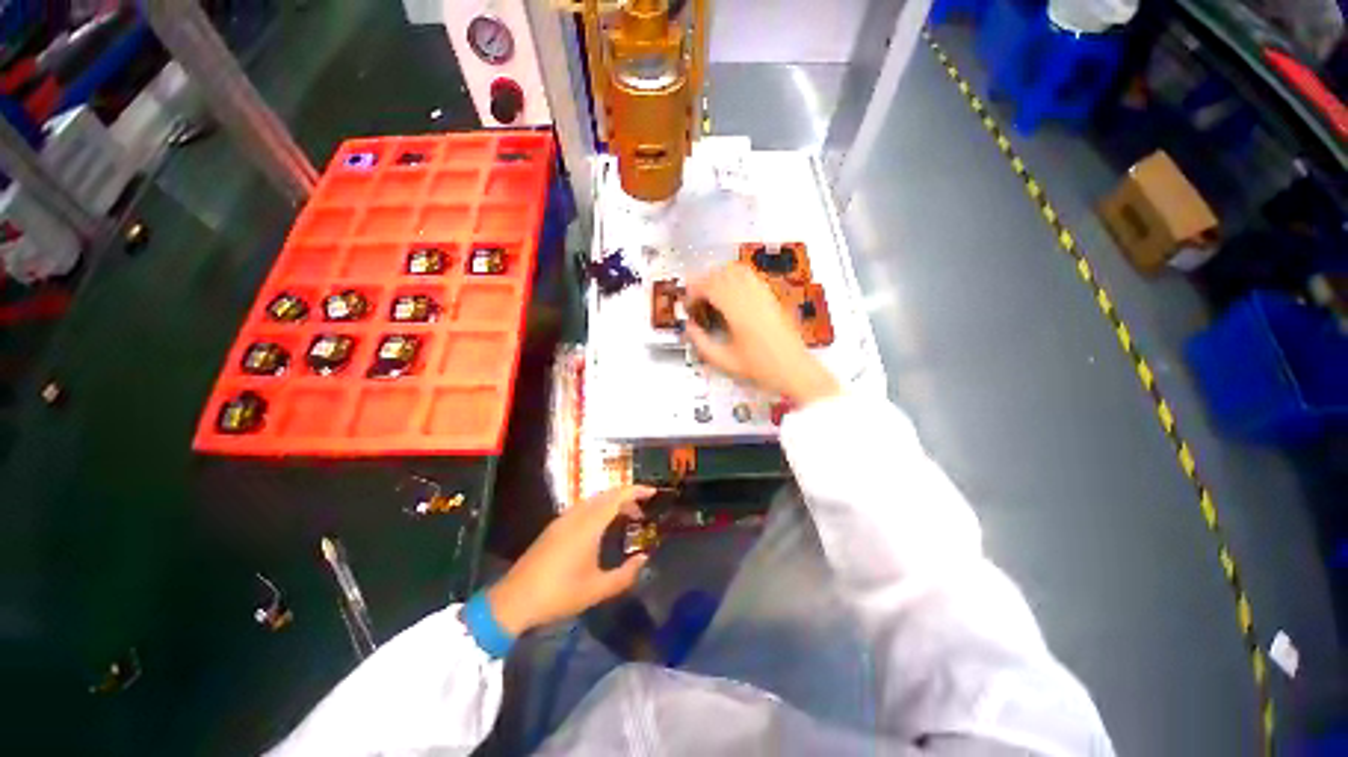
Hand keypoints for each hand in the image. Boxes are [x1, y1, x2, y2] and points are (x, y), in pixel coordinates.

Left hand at [487, 486, 655, 635]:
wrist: (514, 600)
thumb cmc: (559, 594)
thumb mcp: (597, 589)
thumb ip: (625, 575)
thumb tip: (644, 559)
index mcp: (589, 525)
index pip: (617, 497)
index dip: (636, 491)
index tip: (653, 492)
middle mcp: (577, 515)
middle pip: (606, 495)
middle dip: (627, 497)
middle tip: (641, 513)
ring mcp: (563, 519)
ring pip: (594, 500)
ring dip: (612, 503)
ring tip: (625, 519)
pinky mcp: (554, 527)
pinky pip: (583, 507)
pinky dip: (599, 509)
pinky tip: (601, 528)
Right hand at [684, 263, 839, 405]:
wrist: (794, 370)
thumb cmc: (763, 368)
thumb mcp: (725, 361)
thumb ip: (702, 344)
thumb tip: (690, 329)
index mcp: (738, 312)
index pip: (710, 286)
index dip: (693, 290)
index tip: (688, 300)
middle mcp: (752, 298)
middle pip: (722, 273)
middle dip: (704, 280)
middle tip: (695, 294)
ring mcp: (764, 295)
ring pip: (737, 270)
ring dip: (720, 275)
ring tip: (711, 289)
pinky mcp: (772, 298)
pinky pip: (752, 276)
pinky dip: (737, 277)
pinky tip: (732, 290)